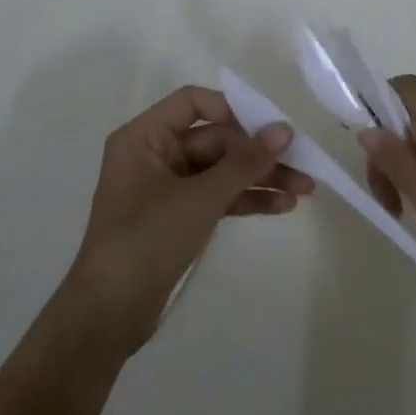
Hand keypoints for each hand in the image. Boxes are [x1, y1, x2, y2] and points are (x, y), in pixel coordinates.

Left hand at [60, 86, 313, 355]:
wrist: (111, 311)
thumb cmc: (148, 239)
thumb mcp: (200, 198)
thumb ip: (244, 162)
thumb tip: (284, 129)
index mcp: (144, 137)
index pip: (192, 103)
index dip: (233, 109)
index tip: (271, 126)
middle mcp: (154, 155)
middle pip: (214, 139)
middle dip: (258, 153)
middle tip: (303, 164)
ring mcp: (166, 188)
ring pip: (220, 171)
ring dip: (259, 178)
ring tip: (305, 190)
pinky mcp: (178, 217)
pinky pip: (217, 197)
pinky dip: (245, 200)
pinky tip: (281, 207)